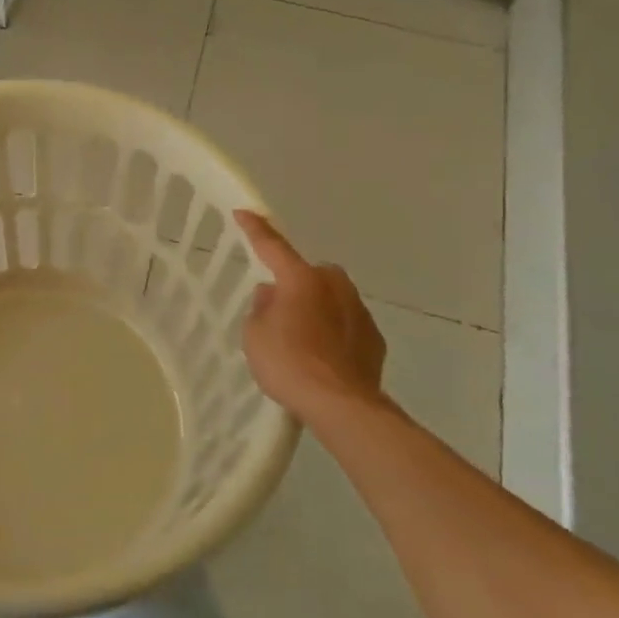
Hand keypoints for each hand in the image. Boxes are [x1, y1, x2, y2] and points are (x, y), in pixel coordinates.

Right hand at [234, 211, 393, 429]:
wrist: (341, 405)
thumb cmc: (288, 363)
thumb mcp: (254, 335)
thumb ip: (261, 308)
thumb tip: (272, 296)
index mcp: (300, 279)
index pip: (272, 246)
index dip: (256, 229)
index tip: (244, 212)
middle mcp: (334, 285)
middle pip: (309, 273)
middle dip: (296, 282)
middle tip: (278, 307)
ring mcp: (359, 310)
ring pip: (331, 297)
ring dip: (316, 308)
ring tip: (301, 338)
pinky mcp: (373, 338)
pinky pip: (346, 323)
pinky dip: (334, 332)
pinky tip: (323, 356)